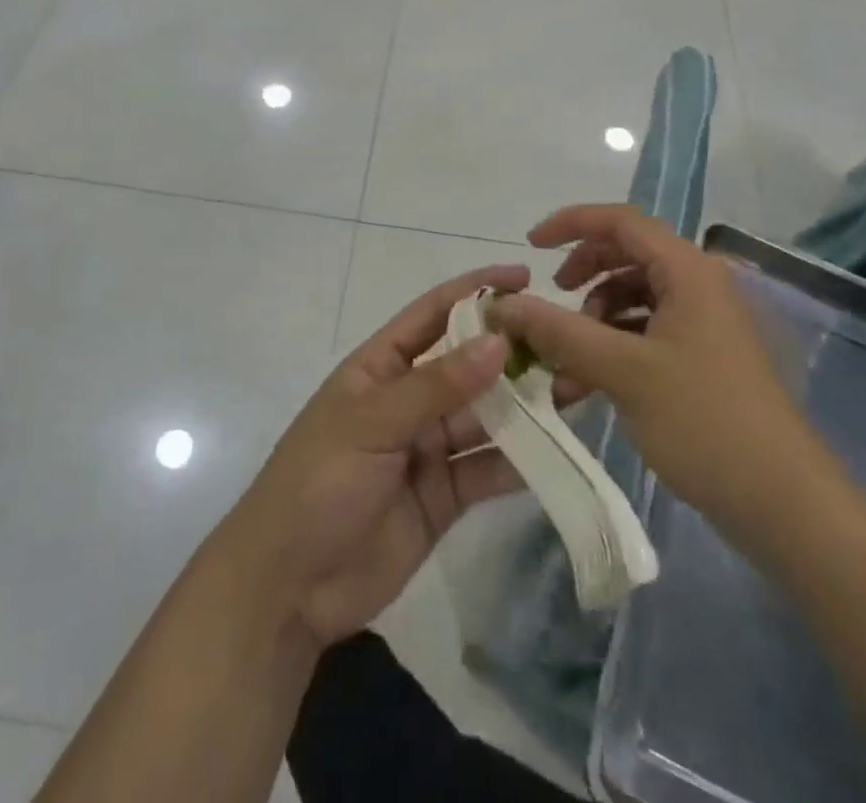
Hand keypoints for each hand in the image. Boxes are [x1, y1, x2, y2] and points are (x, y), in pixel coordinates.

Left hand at [217, 265, 533, 651]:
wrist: (288, 588)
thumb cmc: (318, 483)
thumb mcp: (372, 424)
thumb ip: (437, 386)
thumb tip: (499, 342)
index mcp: (380, 368)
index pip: (433, 314)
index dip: (476, 292)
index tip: (524, 277)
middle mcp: (408, 400)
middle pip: (468, 366)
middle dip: (513, 352)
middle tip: (568, 341)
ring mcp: (427, 449)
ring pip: (485, 417)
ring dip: (526, 406)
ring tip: (577, 388)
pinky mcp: (444, 497)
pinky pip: (486, 470)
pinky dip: (520, 461)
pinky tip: (558, 450)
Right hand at [492, 205, 841, 555]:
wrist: (786, 505)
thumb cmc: (705, 422)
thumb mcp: (622, 371)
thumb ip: (559, 331)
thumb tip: (504, 306)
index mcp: (688, 270)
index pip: (620, 220)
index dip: (571, 224)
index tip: (530, 247)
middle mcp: (698, 285)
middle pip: (626, 256)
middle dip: (581, 277)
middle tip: (550, 301)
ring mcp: (703, 324)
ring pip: (632, 299)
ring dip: (592, 324)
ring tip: (564, 367)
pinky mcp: (702, 359)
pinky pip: (645, 334)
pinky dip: (612, 350)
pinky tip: (584, 388)